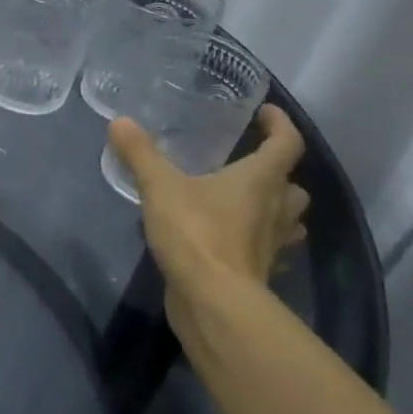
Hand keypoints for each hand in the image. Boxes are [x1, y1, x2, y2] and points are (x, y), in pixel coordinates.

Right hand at [108, 104, 308, 304]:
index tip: (266, 113)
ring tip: (245, 202)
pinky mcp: (259, 271)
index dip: (280, 124)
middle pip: (292, 186)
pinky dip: (255, 240)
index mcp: (261, 180)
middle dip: (278, 173)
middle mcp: (276, 209)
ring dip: (274, 209)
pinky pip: (267, 249)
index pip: (287, 143)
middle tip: (250, 164)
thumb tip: (120, 121)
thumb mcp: (160, 187)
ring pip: (287, 220)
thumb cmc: (196, 234)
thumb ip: (141, 153)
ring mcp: (272, 244)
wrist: (214, 301)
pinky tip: (230, 239)